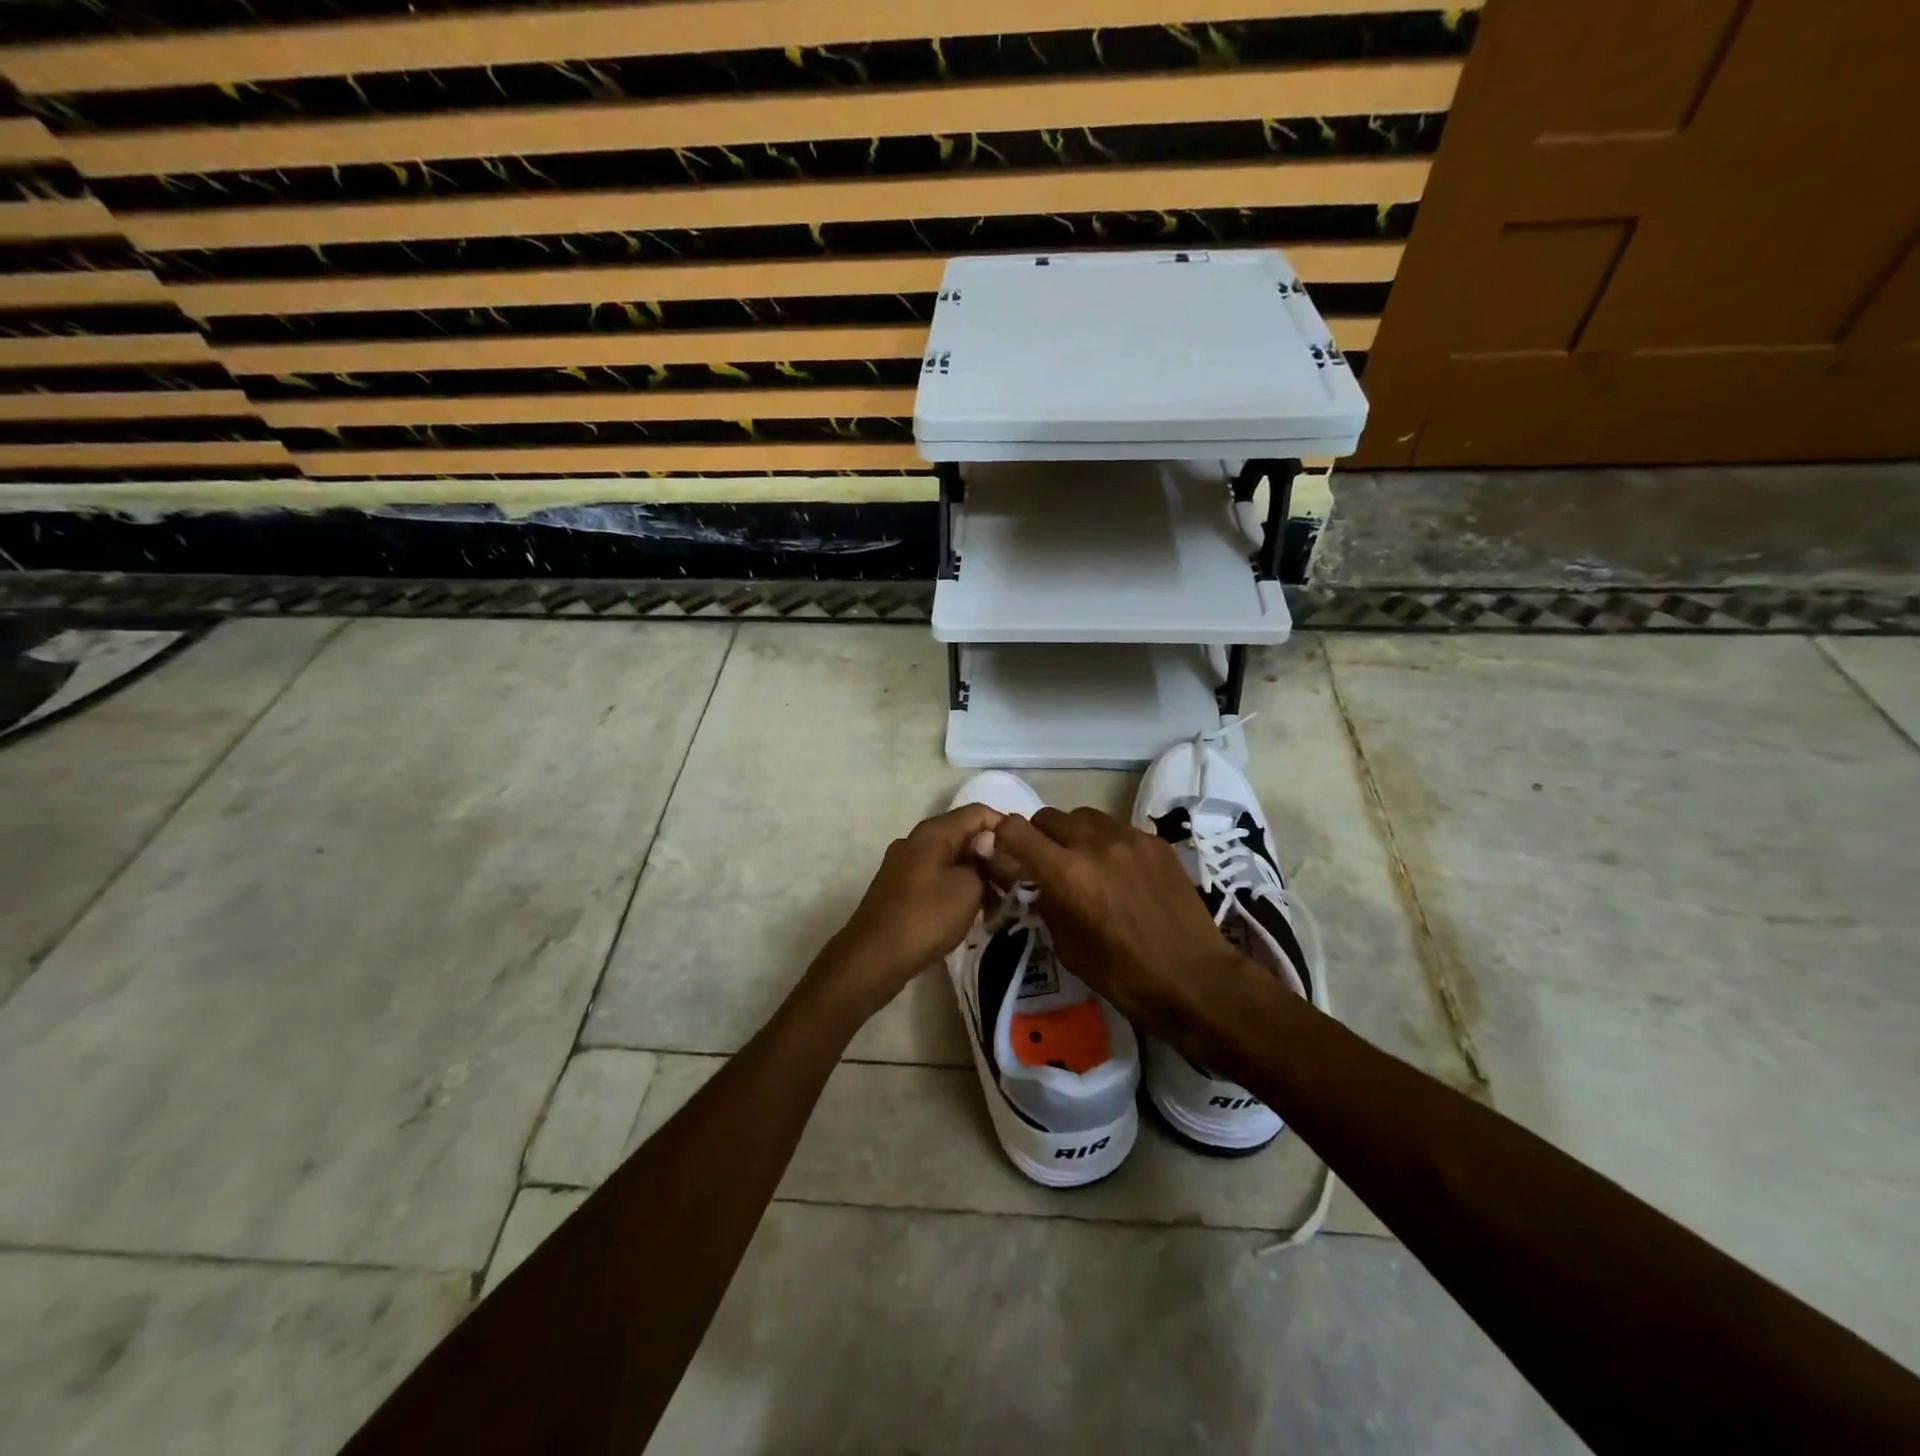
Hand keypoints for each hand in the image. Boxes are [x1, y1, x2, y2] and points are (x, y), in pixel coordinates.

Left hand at [810, 803, 1003, 1022]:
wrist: (873, 959)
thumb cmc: (925, 917)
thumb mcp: (969, 888)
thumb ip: (986, 863)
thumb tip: (990, 853)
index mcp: (932, 832)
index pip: (978, 812)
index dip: (1005, 827)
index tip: (1026, 853)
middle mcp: (916, 841)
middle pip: (963, 835)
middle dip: (992, 855)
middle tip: (1017, 882)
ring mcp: (905, 866)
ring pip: (951, 859)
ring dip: (977, 875)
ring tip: (999, 901)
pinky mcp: (901, 890)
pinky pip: (938, 879)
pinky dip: (958, 889)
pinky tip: (973, 912)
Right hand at [992, 808, 1254, 1034]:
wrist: (1195, 979)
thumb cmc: (1124, 976)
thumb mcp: (1068, 948)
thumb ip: (1046, 903)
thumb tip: (1035, 882)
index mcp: (1067, 874)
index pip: (1015, 829)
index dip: (1003, 838)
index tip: (1007, 855)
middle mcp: (1095, 844)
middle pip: (1048, 817)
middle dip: (1039, 836)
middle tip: (1047, 863)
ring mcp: (1129, 838)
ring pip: (1083, 816)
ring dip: (1073, 834)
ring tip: (1084, 862)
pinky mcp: (1155, 841)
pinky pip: (1117, 827)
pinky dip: (1106, 842)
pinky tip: (1119, 870)